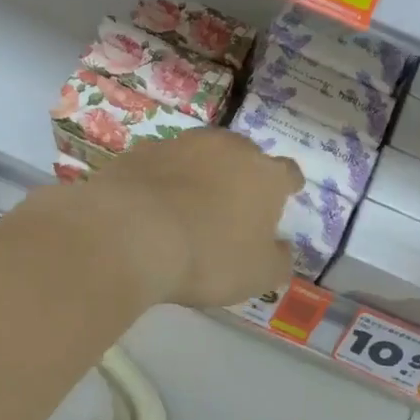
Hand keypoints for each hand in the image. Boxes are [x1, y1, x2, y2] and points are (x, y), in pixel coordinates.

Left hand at [89, 129, 302, 308]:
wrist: (131, 233)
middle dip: (241, 176)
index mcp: (266, 175)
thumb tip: (281, 248)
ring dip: (200, 175)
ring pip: (200, 155)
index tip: (284, 197)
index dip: (287, 187)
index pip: (288, 174)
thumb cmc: (208, 256)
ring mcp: (182, 144)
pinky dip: (162, 181)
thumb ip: (278, 260)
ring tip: (189, 206)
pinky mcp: (141, 151)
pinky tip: (152, 207)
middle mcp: (228, 148)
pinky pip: (161, 166)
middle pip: (244, 156)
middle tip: (232, 207)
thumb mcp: (258, 275)